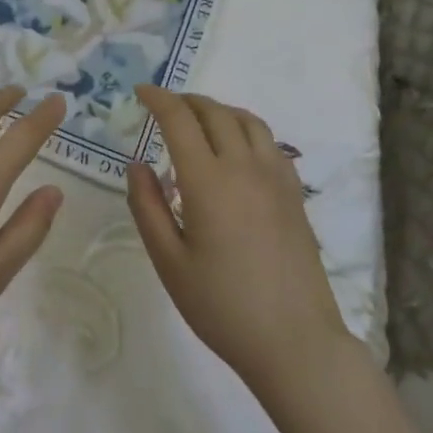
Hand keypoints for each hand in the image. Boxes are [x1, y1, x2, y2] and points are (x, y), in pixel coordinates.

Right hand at [127, 86, 357, 393]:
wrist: (295, 341)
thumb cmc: (222, 306)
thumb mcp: (169, 262)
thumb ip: (147, 207)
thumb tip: (137, 164)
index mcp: (208, 181)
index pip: (180, 120)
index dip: (158, 99)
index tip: (141, 92)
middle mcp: (244, 167)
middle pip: (215, 112)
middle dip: (186, 100)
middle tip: (164, 106)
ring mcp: (276, 178)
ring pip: (247, 121)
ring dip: (218, 110)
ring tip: (199, 121)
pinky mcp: (294, 193)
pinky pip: (269, 142)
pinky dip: (245, 129)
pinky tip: (235, 151)